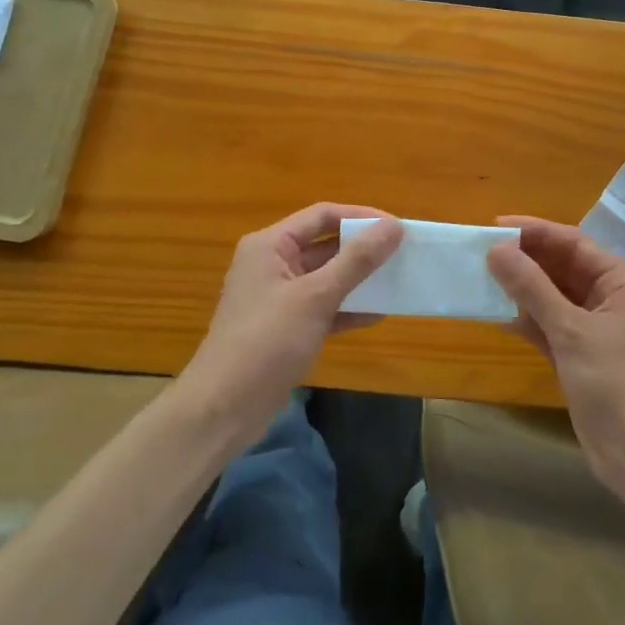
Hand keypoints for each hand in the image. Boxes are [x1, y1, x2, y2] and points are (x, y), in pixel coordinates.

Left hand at [182, 204, 402, 446]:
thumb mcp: (316, 296)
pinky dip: (347, 308)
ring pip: (326, 277)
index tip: (397, 227)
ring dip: (359, 279)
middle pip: (325, 245)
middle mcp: (272, 264)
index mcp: (270, 245)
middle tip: (402, 254)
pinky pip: (323, 307)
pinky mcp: (285, 328)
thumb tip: (394, 226)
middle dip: (363, 249)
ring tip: (397, 281)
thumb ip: (357, 260)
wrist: (223, 409)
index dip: (360, 217)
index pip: (322, 215)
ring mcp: (278, 298)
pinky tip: (377, 315)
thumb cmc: (266, 341)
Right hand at [486, 216, 624, 498]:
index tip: (494, 225)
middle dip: (525, 259)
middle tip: (482, 251)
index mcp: (621, 281)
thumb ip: (532, 288)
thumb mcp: (570, 330)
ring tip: (482, 277)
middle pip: (562, 267)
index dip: (534, 231)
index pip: (573, 243)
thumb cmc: (613, 382)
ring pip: (553, 297)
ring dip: (522, 289)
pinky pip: (550, 325)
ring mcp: (596, 328)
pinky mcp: (581, 355)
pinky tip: (497, 314)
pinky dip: (527, 319)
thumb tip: (496, 249)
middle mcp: (611, 298)